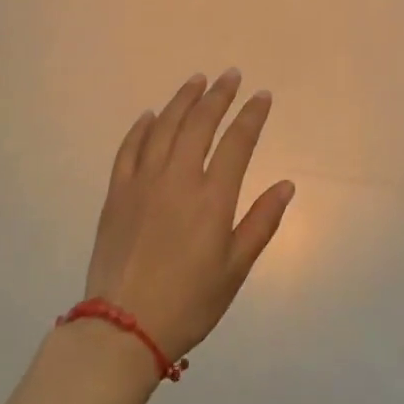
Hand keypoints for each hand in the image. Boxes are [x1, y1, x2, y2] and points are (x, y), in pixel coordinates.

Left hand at [82, 70, 295, 364]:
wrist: (123, 327)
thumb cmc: (189, 302)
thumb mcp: (235, 268)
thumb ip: (261, 222)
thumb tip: (286, 185)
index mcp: (213, 198)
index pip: (238, 143)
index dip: (252, 115)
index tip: (262, 96)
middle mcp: (178, 179)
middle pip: (200, 124)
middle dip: (218, 96)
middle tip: (230, 75)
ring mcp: (143, 183)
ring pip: (164, 127)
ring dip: (182, 100)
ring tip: (196, 81)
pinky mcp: (116, 194)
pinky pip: (129, 149)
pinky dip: (141, 127)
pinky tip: (150, 115)